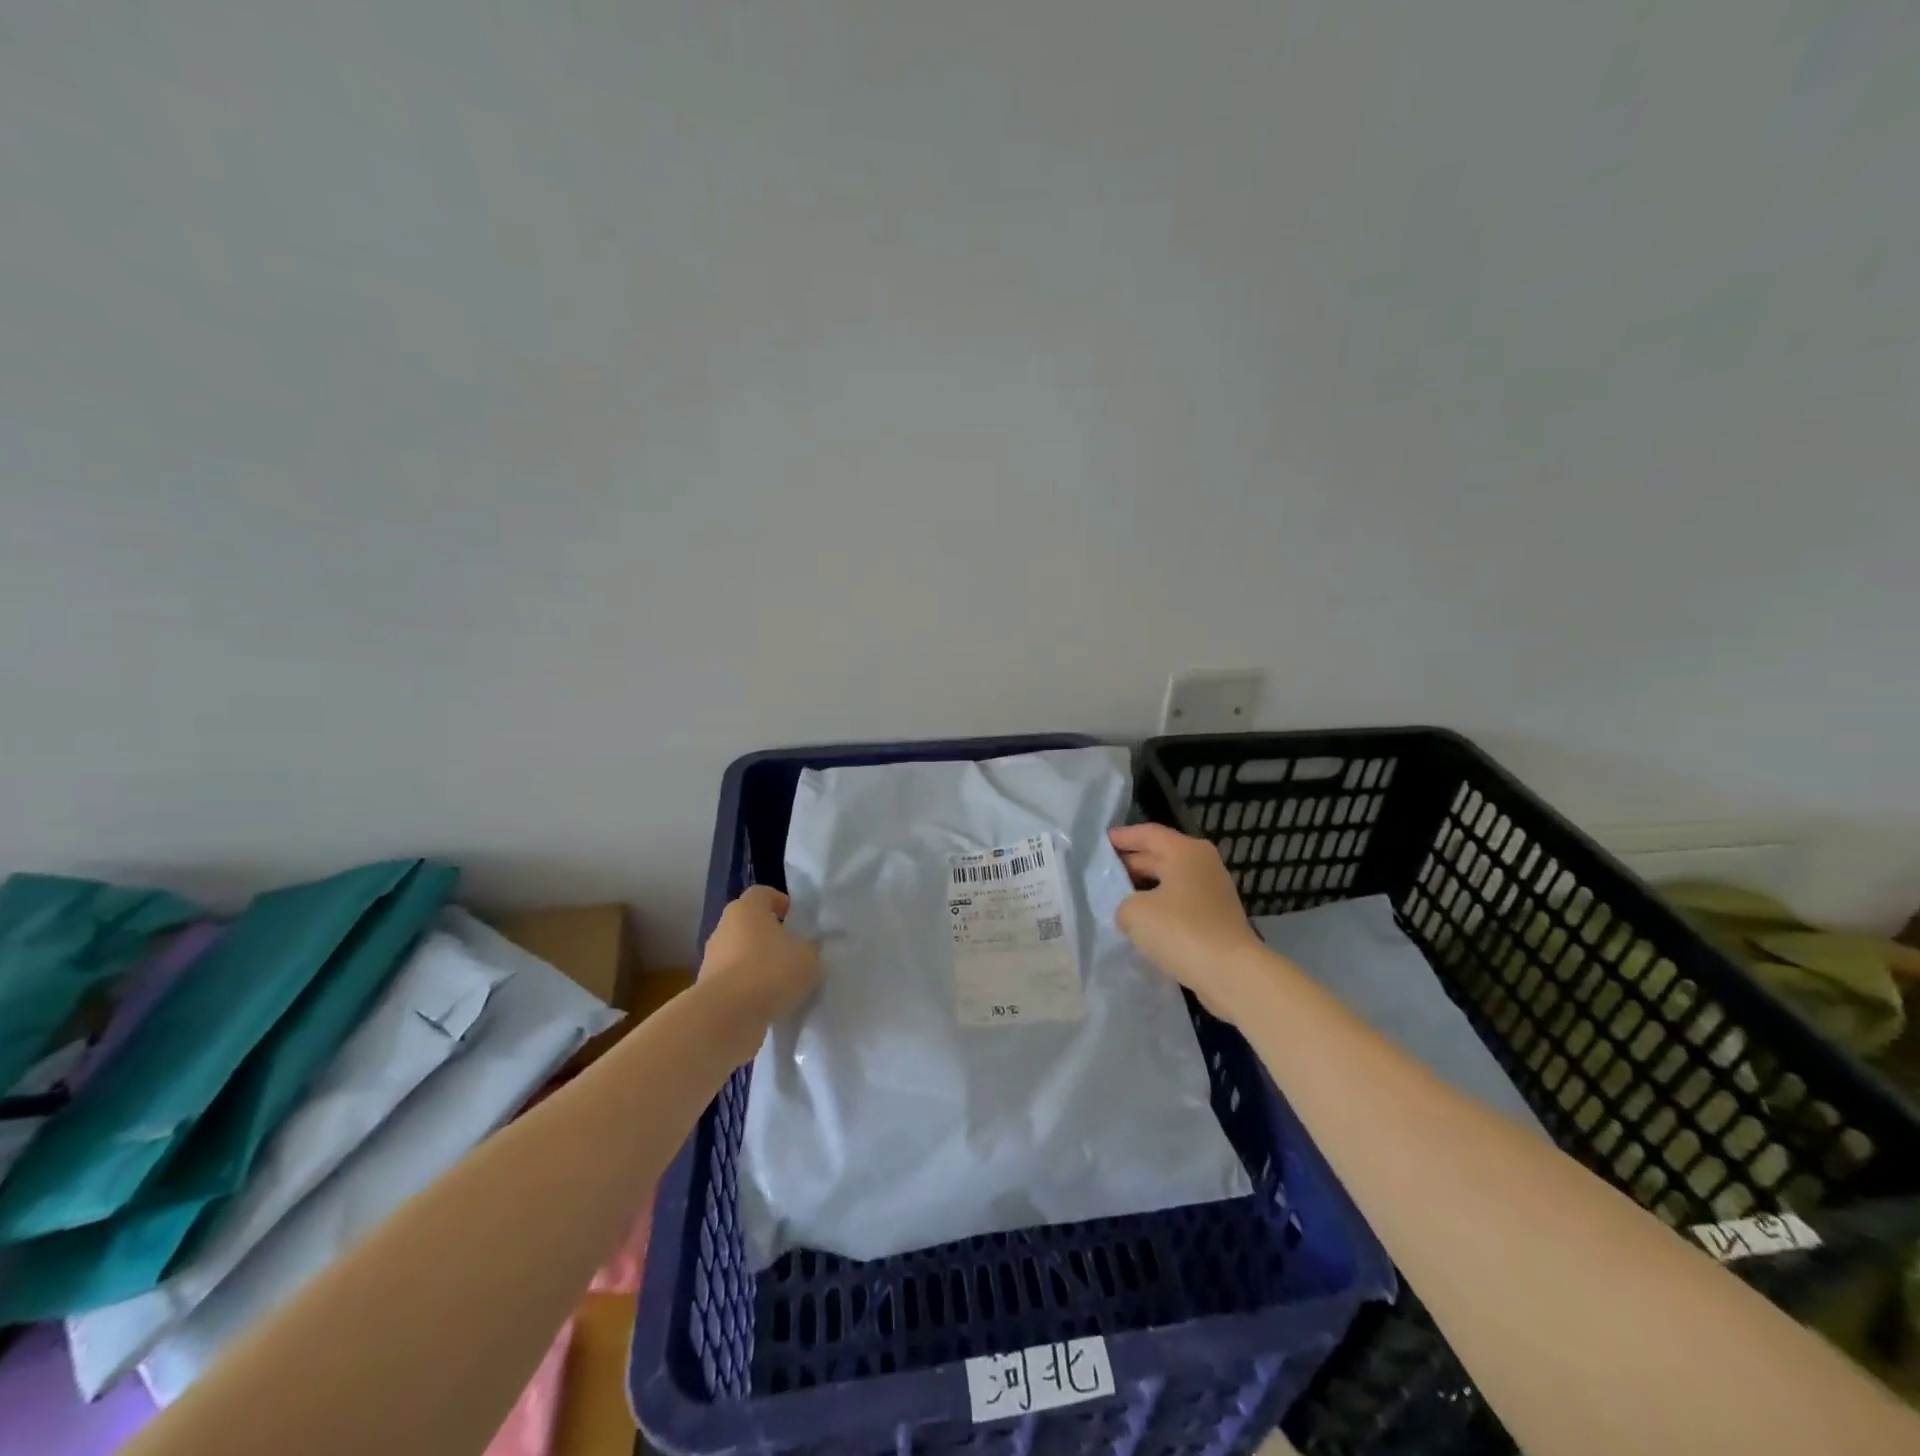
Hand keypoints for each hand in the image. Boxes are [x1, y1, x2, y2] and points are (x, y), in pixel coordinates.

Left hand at [697, 886, 820, 1061]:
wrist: (725, 1017)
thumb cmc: (769, 971)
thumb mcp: (807, 956)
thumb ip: (807, 948)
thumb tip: (803, 950)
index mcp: (746, 909)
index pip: (762, 893)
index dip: (780, 902)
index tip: (796, 919)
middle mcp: (724, 929)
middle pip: (749, 925)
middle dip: (769, 936)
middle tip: (792, 952)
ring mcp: (711, 960)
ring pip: (739, 955)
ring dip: (757, 965)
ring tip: (782, 984)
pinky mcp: (707, 990)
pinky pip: (734, 983)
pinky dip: (748, 990)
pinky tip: (767, 1004)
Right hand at [1109, 824, 1266, 1021]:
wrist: (1232, 974)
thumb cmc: (1181, 931)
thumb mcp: (1135, 912)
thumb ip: (1123, 903)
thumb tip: (1131, 911)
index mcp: (1185, 851)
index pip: (1148, 833)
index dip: (1122, 837)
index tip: (1100, 843)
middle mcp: (1202, 864)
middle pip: (1160, 855)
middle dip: (1131, 863)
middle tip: (1102, 873)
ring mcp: (1213, 892)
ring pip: (1170, 881)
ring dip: (1144, 888)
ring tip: (1116, 899)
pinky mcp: (1216, 918)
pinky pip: (1180, 903)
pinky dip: (1160, 907)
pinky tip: (1142, 923)